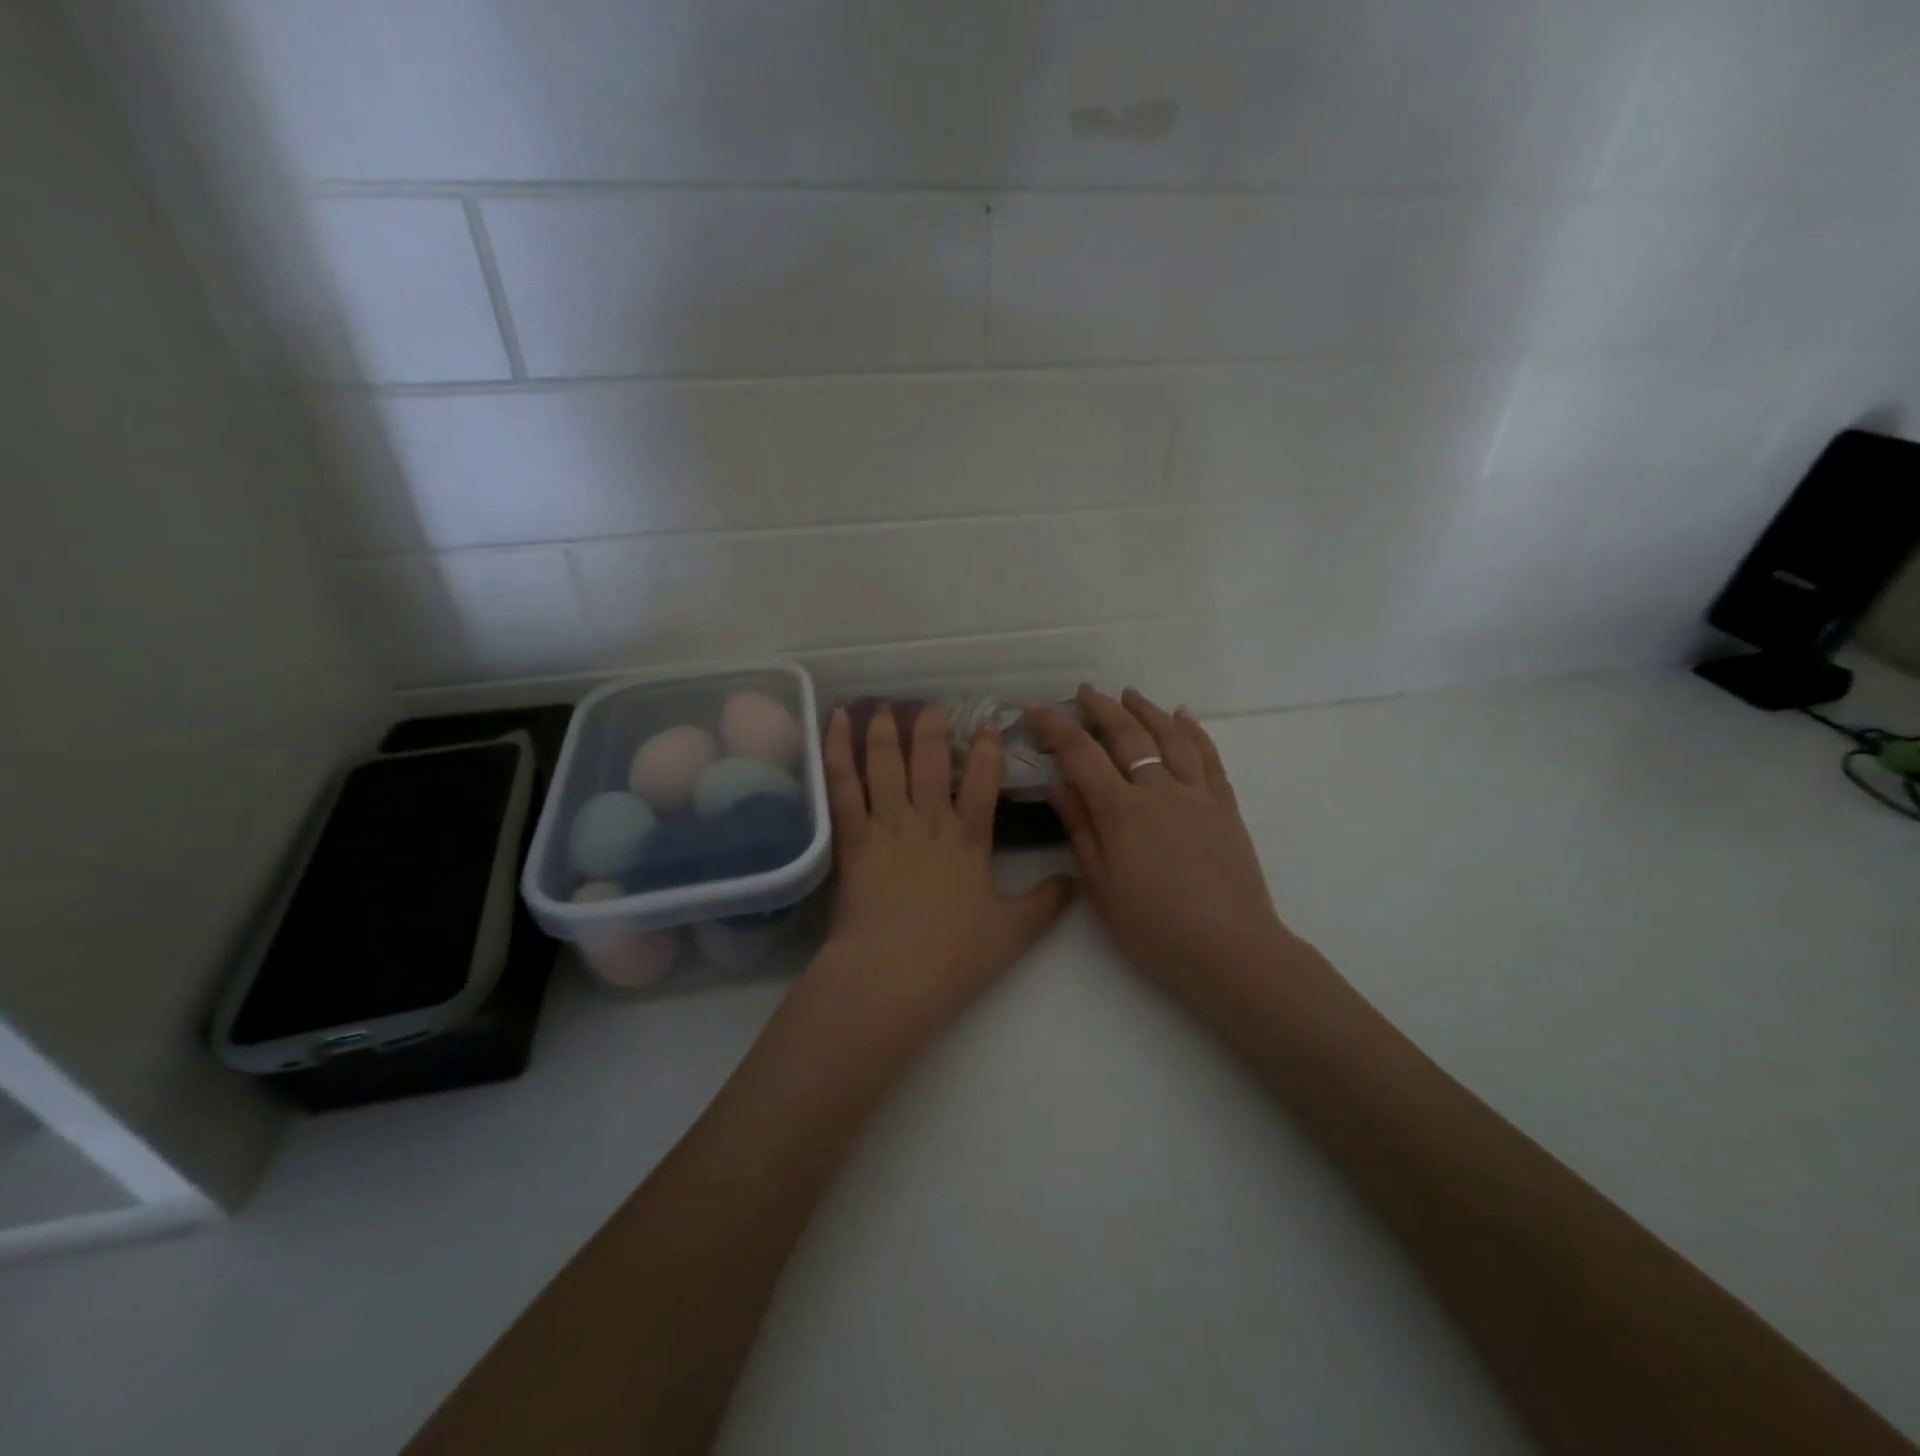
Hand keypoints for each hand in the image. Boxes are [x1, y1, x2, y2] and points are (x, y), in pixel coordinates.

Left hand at [814, 702, 1073, 1034]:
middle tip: (932, 705)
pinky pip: (844, 786)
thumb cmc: (954, 957)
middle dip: (933, 729)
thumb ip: (1047, 902)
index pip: (983, 782)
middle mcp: (929, 821)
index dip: (987, 750)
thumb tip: (1077, 879)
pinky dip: (839, 750)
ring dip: (887, 731)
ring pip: (887, 764)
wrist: (892, 977)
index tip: (987, 724)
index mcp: (969, 840)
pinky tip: (837, 722)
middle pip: (932, 762)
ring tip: (886, 705)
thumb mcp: (1013, 933)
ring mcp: (888, 826)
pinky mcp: (852, 838)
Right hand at [1026, 687, 1297, 1004]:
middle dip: (1102, 708)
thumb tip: (1058, 783)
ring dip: (1147, 711)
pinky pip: (1209, 758)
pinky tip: (1185, 717)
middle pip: (1128, 735)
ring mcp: (1197, 795)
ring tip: (1130, 694)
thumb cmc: (1153, 927)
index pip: (1081, 754)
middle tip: (1084, 693)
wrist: (1229, 949)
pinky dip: (1195, 732)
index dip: (1056, 727)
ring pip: (1171, 737)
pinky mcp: (1225, 807)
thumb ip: (1080, 828)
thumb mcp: (1100, 884)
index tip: (1035, 708)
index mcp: (1121, 811)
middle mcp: (1159, 790)